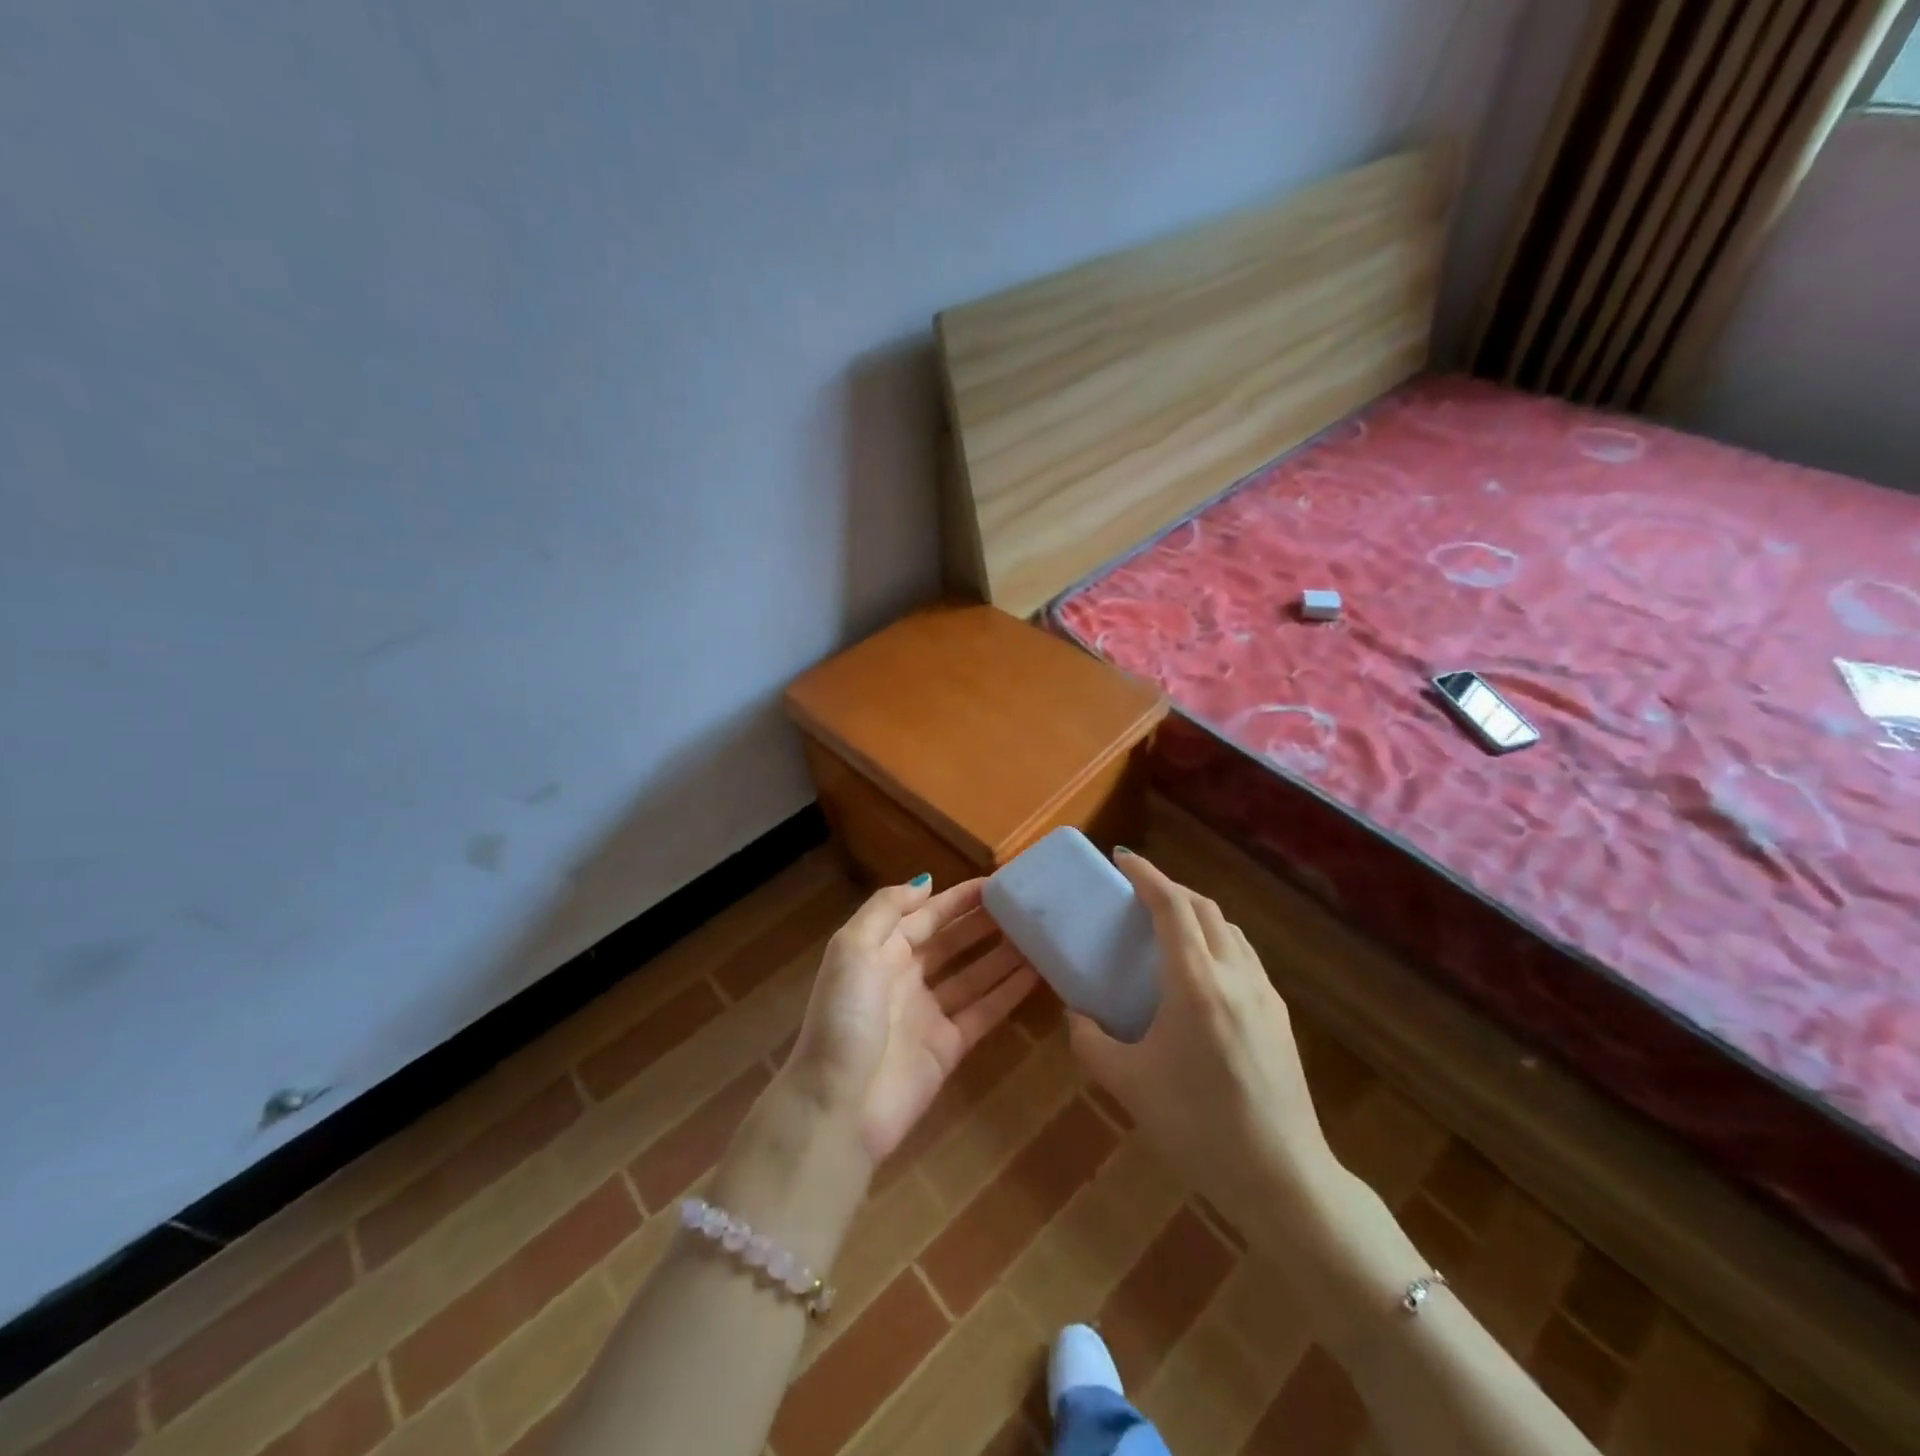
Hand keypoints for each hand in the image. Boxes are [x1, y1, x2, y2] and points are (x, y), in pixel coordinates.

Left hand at [782, 876, 1039, 1166]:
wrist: (837, 1106)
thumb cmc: (843, 1018)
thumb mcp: (852, 949)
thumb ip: (886, 909)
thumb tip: (926, 881)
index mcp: (880, 952)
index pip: (925, 916)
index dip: (957, 899)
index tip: (997, 883)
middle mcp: (905, 978)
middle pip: (952, 942)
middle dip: (984, 924)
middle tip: (1026, 907)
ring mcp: (928, 1014)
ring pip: (973, 975)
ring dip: (1003, 955)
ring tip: (1040, 935)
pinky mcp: (948, 1047)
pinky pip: (984, 1011)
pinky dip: (1008, 993)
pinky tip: (1037, 974)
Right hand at [1067, 850, 1337, 1232]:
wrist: (1281, 1177)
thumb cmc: (1196, 1126)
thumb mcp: (1128, 1084)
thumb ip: (1090, 1041)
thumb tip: (1075, 1015)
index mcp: (1195, 982)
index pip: (1171, 906)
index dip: (1146, 875)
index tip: (1122, 859)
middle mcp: (1233, 974)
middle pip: (1203, 908)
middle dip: (1169, 888)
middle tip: (1138, 892)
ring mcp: (1263, 993)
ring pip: (1229, 929)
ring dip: (1196, 913)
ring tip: (1168, 926)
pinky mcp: (1279, 1015)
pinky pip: (1244, 956)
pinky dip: (1217, 940)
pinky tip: (1202, 972)